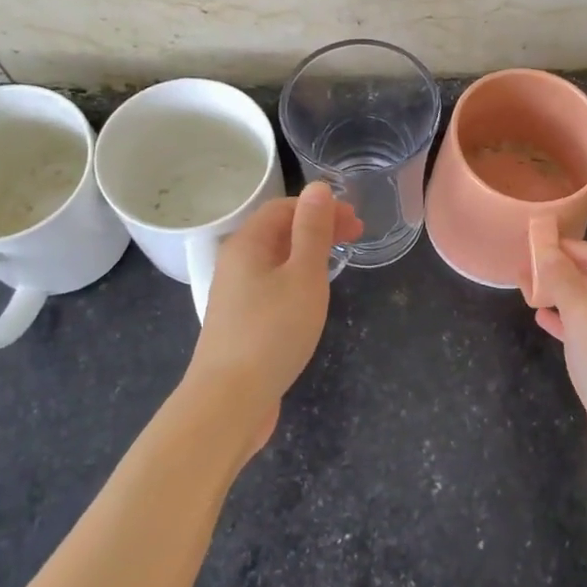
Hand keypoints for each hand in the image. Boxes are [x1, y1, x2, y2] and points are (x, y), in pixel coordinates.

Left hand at [187, 185, 361, 449]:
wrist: (229, 399)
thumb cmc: (273, 331)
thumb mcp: (303, 275)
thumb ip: (312, 230)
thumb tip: (318, 187)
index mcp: (248, 243)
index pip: (284, 207)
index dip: (321, 208)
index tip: (356, 222)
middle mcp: (236, 262)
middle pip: (278, 231)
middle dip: (317, 228)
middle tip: (356, 237)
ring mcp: (235, 294)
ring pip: (275, 260)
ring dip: (308, 254)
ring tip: (339, 263)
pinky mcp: (240, 322)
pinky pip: (271, 285)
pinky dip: (296, 279)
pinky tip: (312, 297)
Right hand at [530, 239, 586, 487]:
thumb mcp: (583, 314)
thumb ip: (562, 279)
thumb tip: (546, 250)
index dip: (566, 247)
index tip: (532, 243)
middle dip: (559, 271)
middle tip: (522, 269)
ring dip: (559, 296)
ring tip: (526, 290)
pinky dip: (566, 323)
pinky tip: (543, 320)